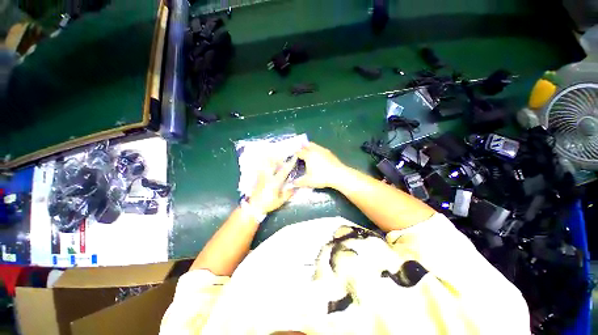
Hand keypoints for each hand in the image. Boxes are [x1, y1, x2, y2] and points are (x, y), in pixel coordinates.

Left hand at [248, 156, 297, 213]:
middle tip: (283, 158)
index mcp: (275, 182)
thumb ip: (288, 194)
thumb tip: (294, 188)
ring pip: (266, 164)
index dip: (290, 164)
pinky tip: (267, 166)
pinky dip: (265, 165)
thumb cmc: (268, 204)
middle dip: (279, 159)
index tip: (294, 157)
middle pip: (273, 163)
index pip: (284, 170)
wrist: (253, 207)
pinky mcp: (258, 178)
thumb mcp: (280, 201)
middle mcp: (268, 177)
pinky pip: (262, 168)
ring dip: (271, 160)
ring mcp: (262, 176)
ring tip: (275, 160)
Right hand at [294, 142, 346, 188]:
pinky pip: (320, 149)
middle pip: (306, 145)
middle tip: (300, 153)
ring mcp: (323, 150)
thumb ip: (299, 182)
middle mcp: (315, 150)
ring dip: (310, 148)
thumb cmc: (321, 177)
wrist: (338, 175)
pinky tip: (319, 157)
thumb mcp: (308, 182)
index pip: (299, 152)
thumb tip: (293, 183)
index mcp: (308, 155)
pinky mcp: (330, 153)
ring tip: (309, 154)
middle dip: (302, 148)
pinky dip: (317, 151)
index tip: (293, 158)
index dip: (295, 154)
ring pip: (314, 146)